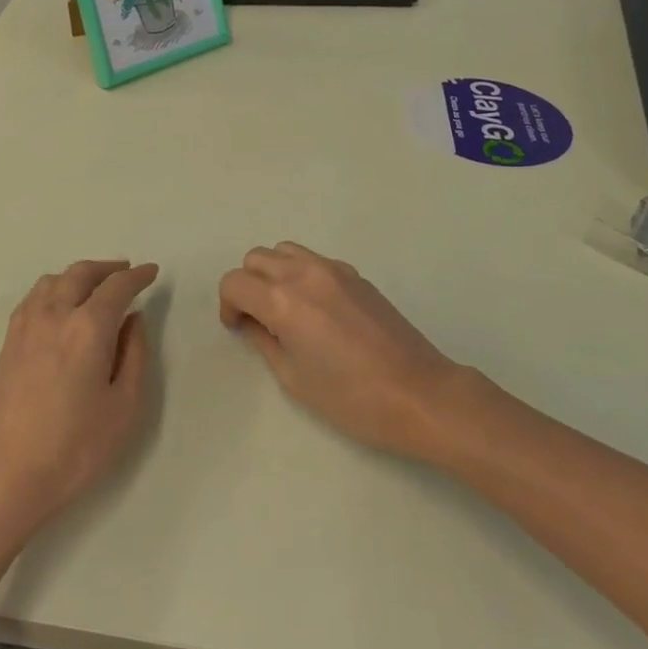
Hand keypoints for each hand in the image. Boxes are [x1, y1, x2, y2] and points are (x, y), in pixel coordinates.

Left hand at [0, 259, 158, 547]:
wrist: (8, 476)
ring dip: (79, 275)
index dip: (138, 276)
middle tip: (126, 273)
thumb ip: (135, 355)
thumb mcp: (125, 407)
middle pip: (82, 273)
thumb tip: (133, 320)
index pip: (117, 287)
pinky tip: (61, 305)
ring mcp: (26, 326)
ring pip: (54, 280)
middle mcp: (55, 314)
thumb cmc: (76, 447)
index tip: (152, 271)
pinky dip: (54, 288)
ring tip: (95, 287)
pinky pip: (33, 297)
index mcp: (88, 327)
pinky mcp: (9, 342)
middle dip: (108, 268)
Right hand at [220, 242, 476, 461]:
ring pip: (284, 250)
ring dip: (273, 272)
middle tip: (258, 318)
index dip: (228, 305)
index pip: (235, 282)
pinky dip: (300, 273)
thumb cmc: (351, 398)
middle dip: (247, 285)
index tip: (239, 329)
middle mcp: (304, 273)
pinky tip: (316, 308)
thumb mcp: (294, 378)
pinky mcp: (356, 275)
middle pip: (256, 258)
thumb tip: (254, 323)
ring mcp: (333, 269)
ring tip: (285, 307)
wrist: (419, 393)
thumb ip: (265, 341)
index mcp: (283, 300)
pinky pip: (313, 259)